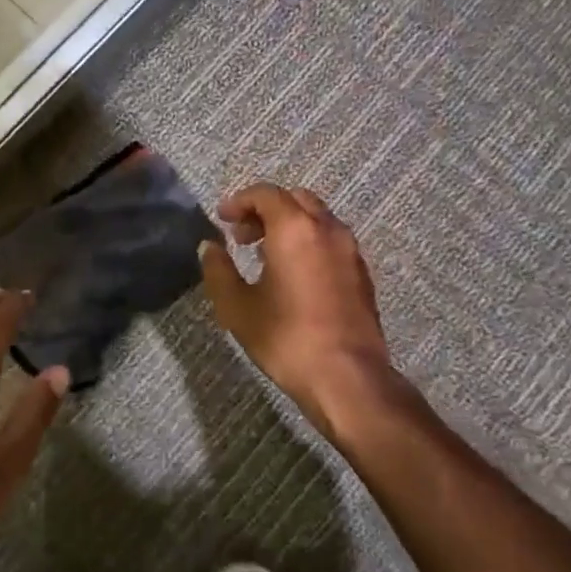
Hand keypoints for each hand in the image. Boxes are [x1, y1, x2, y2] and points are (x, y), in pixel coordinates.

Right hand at [199, 183, 402, 443]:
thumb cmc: (287, 338)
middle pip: (294, 199)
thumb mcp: (237, 307)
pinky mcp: (361, 273)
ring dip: (288, 225)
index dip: (239, 201)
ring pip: (316, 218)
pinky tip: (293, 274)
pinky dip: (308, 242)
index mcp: (295, 228)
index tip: (221, 218)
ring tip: (264, 255)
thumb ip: (219, 270)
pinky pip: (330, 240)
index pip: (266, 194)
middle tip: (241, 236)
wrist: (348, 378)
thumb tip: (209, 247)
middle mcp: (327, 229)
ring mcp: (350, 250)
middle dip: (265, 209)